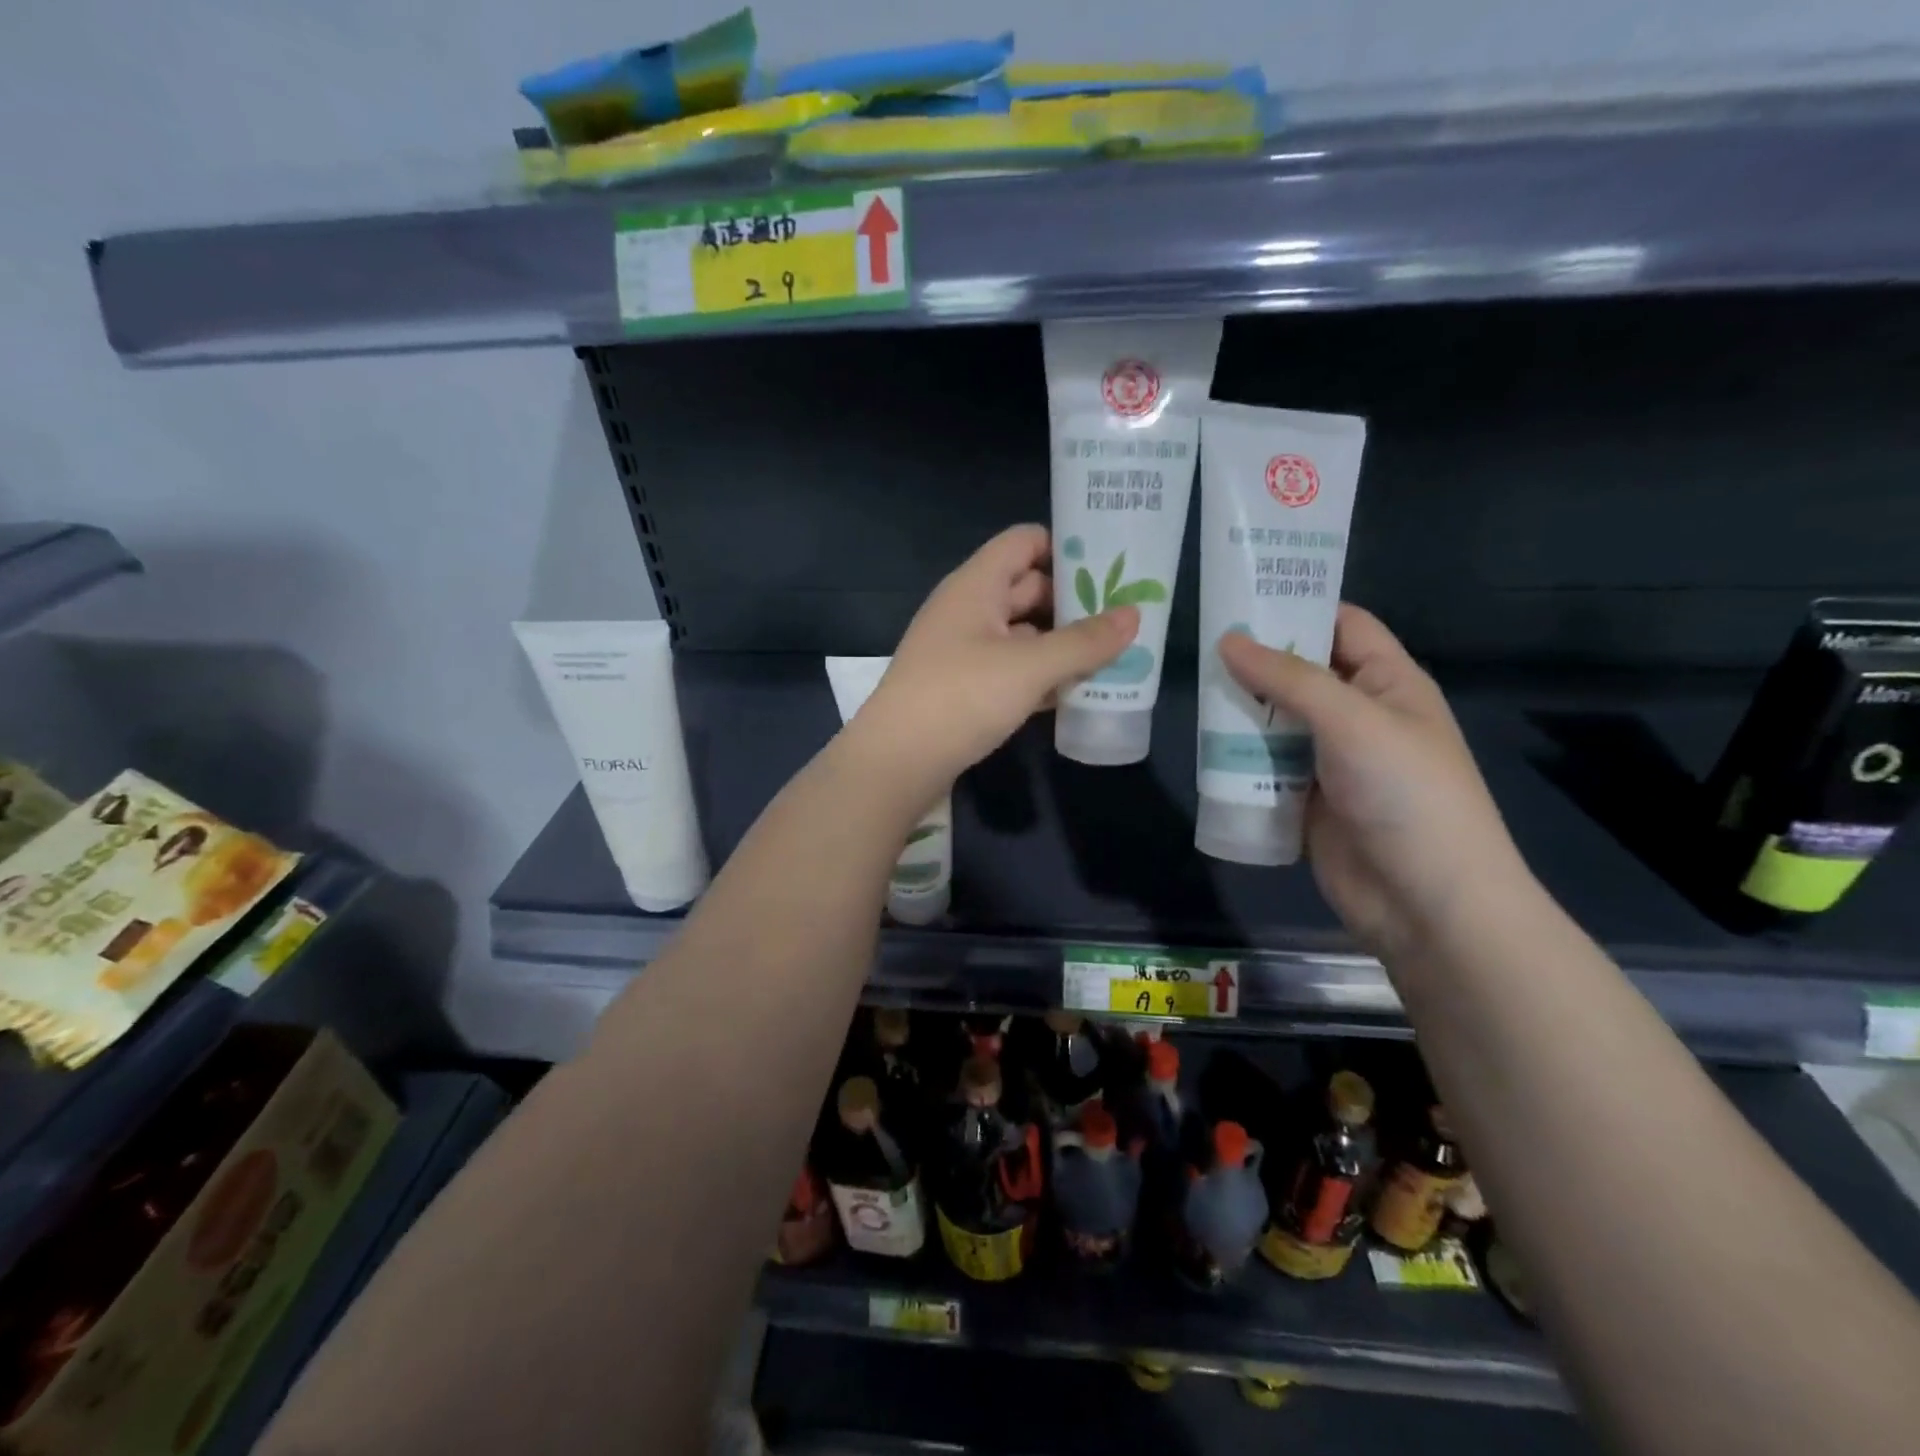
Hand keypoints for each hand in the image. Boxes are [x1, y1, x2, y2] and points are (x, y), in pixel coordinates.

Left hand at [854, 525, 1137, 788]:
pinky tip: (1078, 692)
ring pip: (1023, 634)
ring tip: (1115, 655)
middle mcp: (968, 610)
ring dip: (1062, 644)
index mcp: (976, 586)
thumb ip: (1083, 642)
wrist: (896, 762)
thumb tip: (1134, 615)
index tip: (1112, 563)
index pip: (1024, 542)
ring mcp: (964, 651)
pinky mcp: (965, 688)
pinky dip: (1042, 676)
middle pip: (1028, 588)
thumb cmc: (961, 697)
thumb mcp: (1029, 667)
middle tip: (1126, 615)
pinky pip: (1012, 669)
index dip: (1066, 546)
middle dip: (1074, 601)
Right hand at [1218, 606, 1534, 958]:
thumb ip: (1288, 679)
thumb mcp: (1352, 721)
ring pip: (1275, 720)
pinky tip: (1202, 744)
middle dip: (1254, 659)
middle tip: (1197, 640)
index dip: (1297, 605)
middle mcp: (1358, 715)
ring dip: (1240, 709)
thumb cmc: (1406, 794)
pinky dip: (1237, 755)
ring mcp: (1330, 760)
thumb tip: (1228, 640)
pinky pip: (1264, 765)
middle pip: (1299, 673)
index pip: (1341, 625)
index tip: (1239, 594)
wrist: (1424, 902)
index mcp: (1388, 683)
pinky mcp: (1304, 798)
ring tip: (1191, 688)